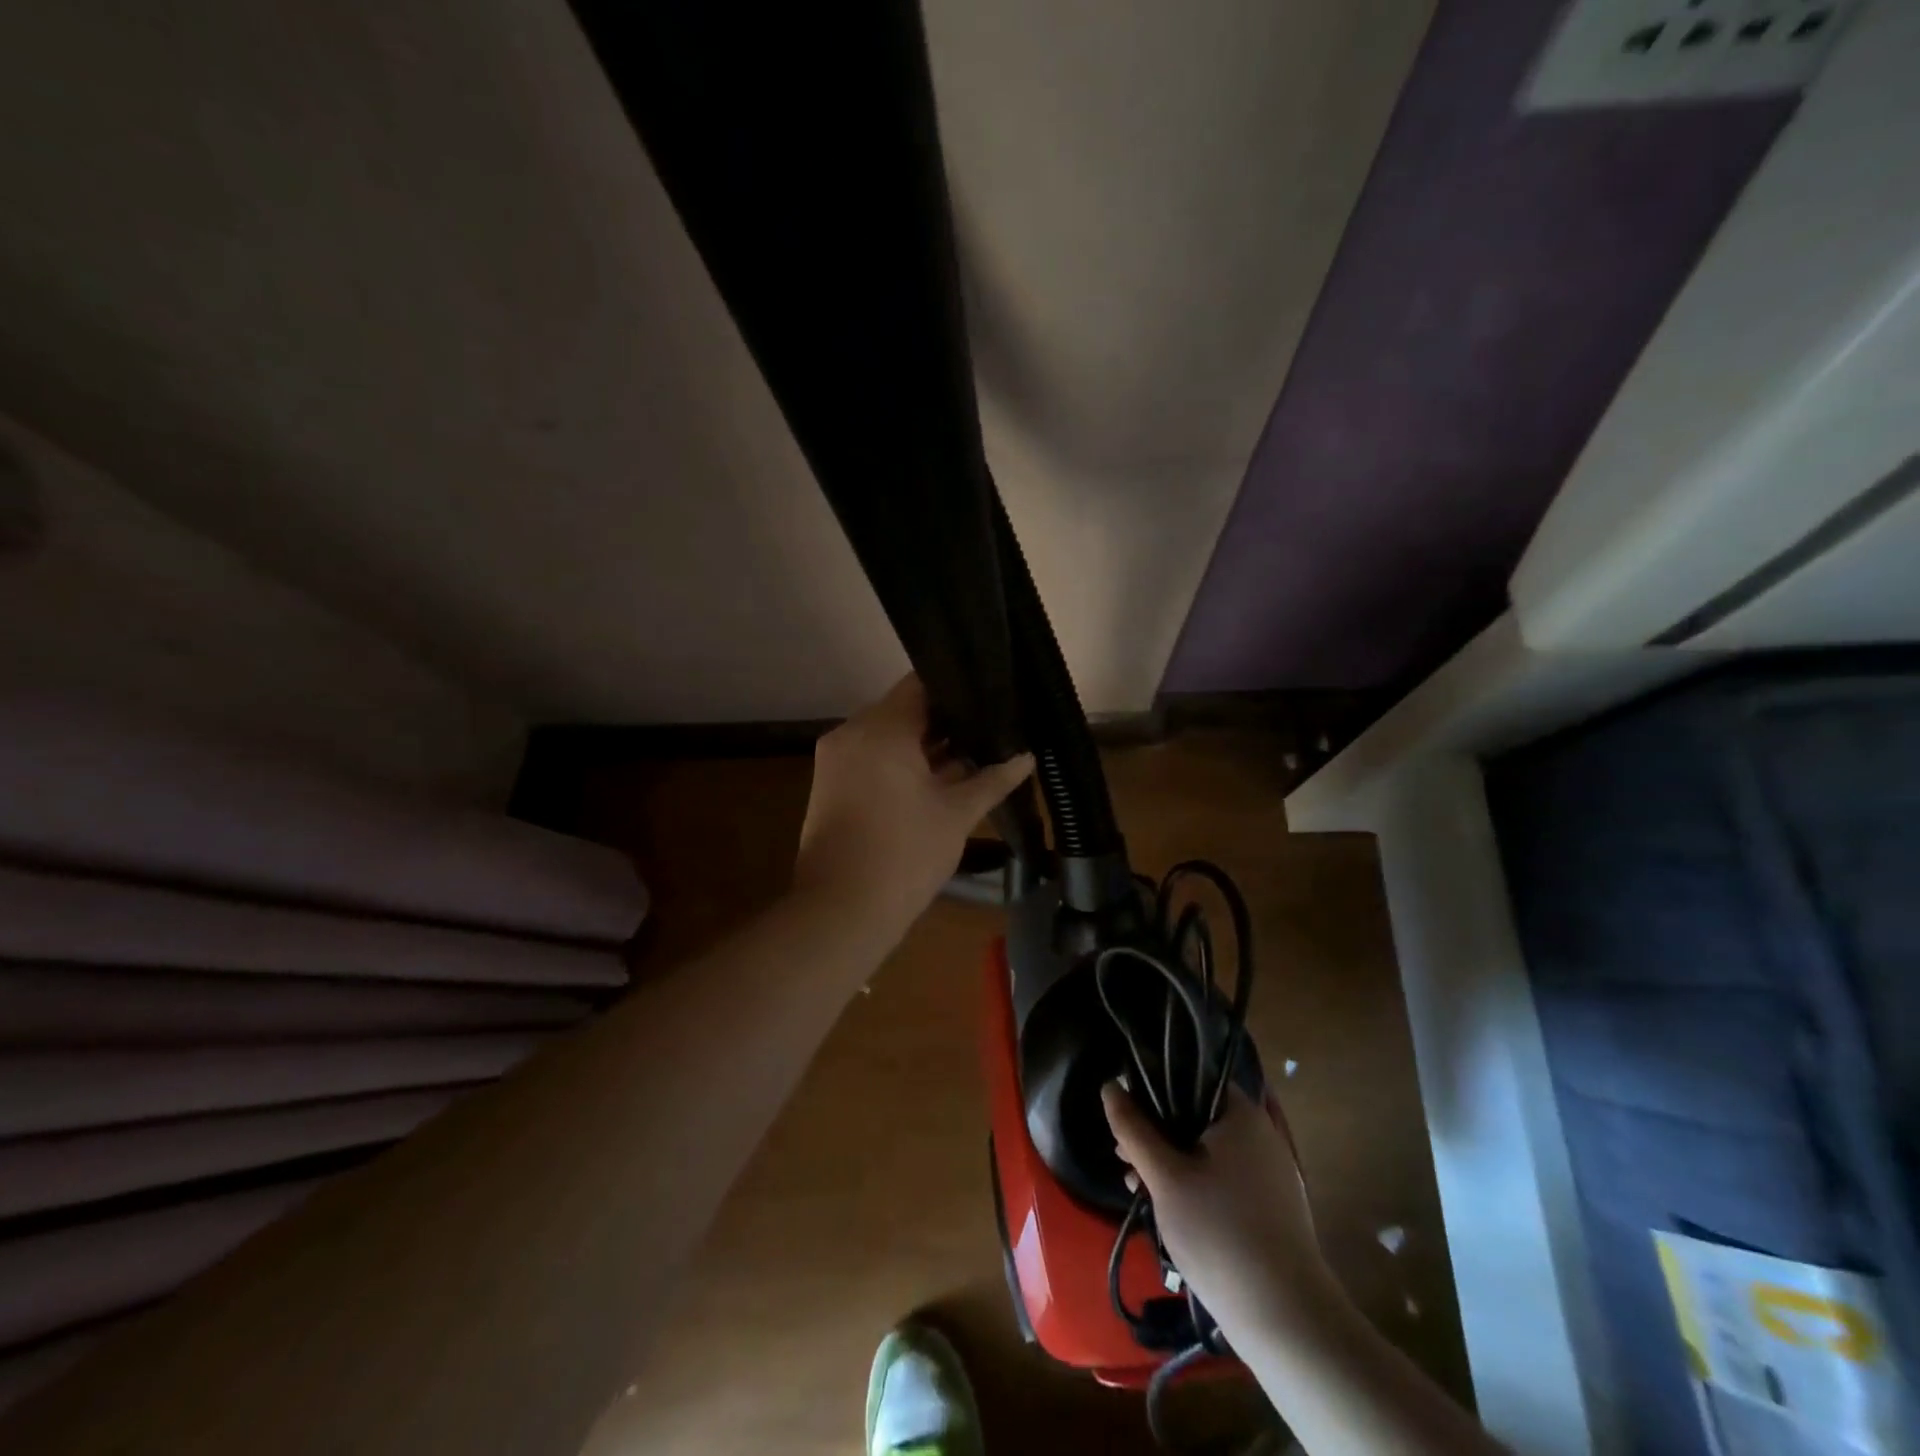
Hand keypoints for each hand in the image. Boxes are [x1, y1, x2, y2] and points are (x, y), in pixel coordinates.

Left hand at [793, 675, 1033, 938]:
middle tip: (988, 728)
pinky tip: (938, 778)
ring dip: (923, 744)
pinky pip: (872, 757)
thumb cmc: (905, 855)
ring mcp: (837, 759)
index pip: (921, 684)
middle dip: (945, 720)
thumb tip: (1026, 757)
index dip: (957, 688)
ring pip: (888, 735)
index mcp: (881, 729)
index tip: (988, 697)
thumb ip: (992, 779)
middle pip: (904, 709)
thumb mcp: (956, 815)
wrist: (841, 911)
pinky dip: (901, 762)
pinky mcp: (831, 783)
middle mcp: (852, 732)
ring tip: (971, 752)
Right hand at [1102, 1082, 1338, 1344]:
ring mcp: (1267, 1171)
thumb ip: (1133, 1128)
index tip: (1125, 1112)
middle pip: (1196, 1114)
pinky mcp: (1268, 1205)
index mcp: (1240, 1114)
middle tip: (1123, 1155)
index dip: (1153, 1088)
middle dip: (1155, 1131)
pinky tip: (1165, 1207)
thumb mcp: (1164, 1177)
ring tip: (1136, 1185)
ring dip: (1169, 1160)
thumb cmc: (1219, 1233)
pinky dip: (1192, 1182)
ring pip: (1206, 1148)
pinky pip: (1222, 1176)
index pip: (1191, 1078)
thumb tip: (1110, 1086)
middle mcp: (1259, 1133)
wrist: (1286, 1320)